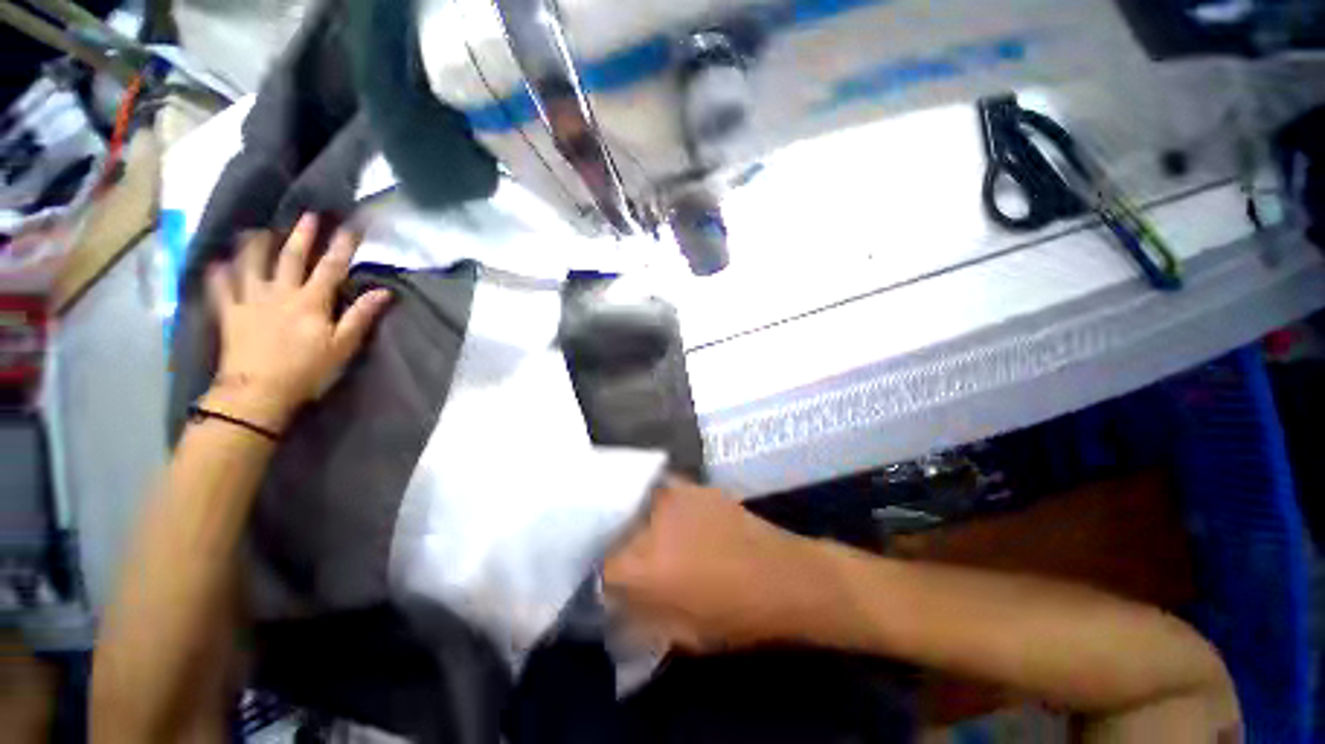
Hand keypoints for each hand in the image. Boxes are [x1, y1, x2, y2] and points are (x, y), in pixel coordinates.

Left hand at [200, 215, 390, 432]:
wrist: (258, 391)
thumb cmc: (308, 369)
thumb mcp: (343, 345)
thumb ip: (361, 315)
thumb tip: (384, 292)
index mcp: (311, 301)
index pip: (331, 267)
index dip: (342, 245)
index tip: (351, 226)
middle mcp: (280, 292)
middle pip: (291, 257)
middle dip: (302, 235)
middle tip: (307, 215)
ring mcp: (250, 300)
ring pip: (251, 264)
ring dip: (255, 244)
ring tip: (258, 229)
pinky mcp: (229, 313)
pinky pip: (220, 287)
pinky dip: (218, 272)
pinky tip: (217, 261)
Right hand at [603, 480, 830, 652]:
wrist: (783, 574)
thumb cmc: (735, 614)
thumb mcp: (681, 633)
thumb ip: (640, 617)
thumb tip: (616, 603)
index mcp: (643, 565)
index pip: (601, 567)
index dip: (602, 577)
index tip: (608, 584)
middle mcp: (650, 522)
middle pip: (614, 527)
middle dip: (612, 543)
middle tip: (623, 556)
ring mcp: (673, 496)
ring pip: (634, 503)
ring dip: (632, 518)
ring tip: (642, 531)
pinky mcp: (692, 486)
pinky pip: (661, 490)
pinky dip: (655, 502)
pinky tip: (668, 514)